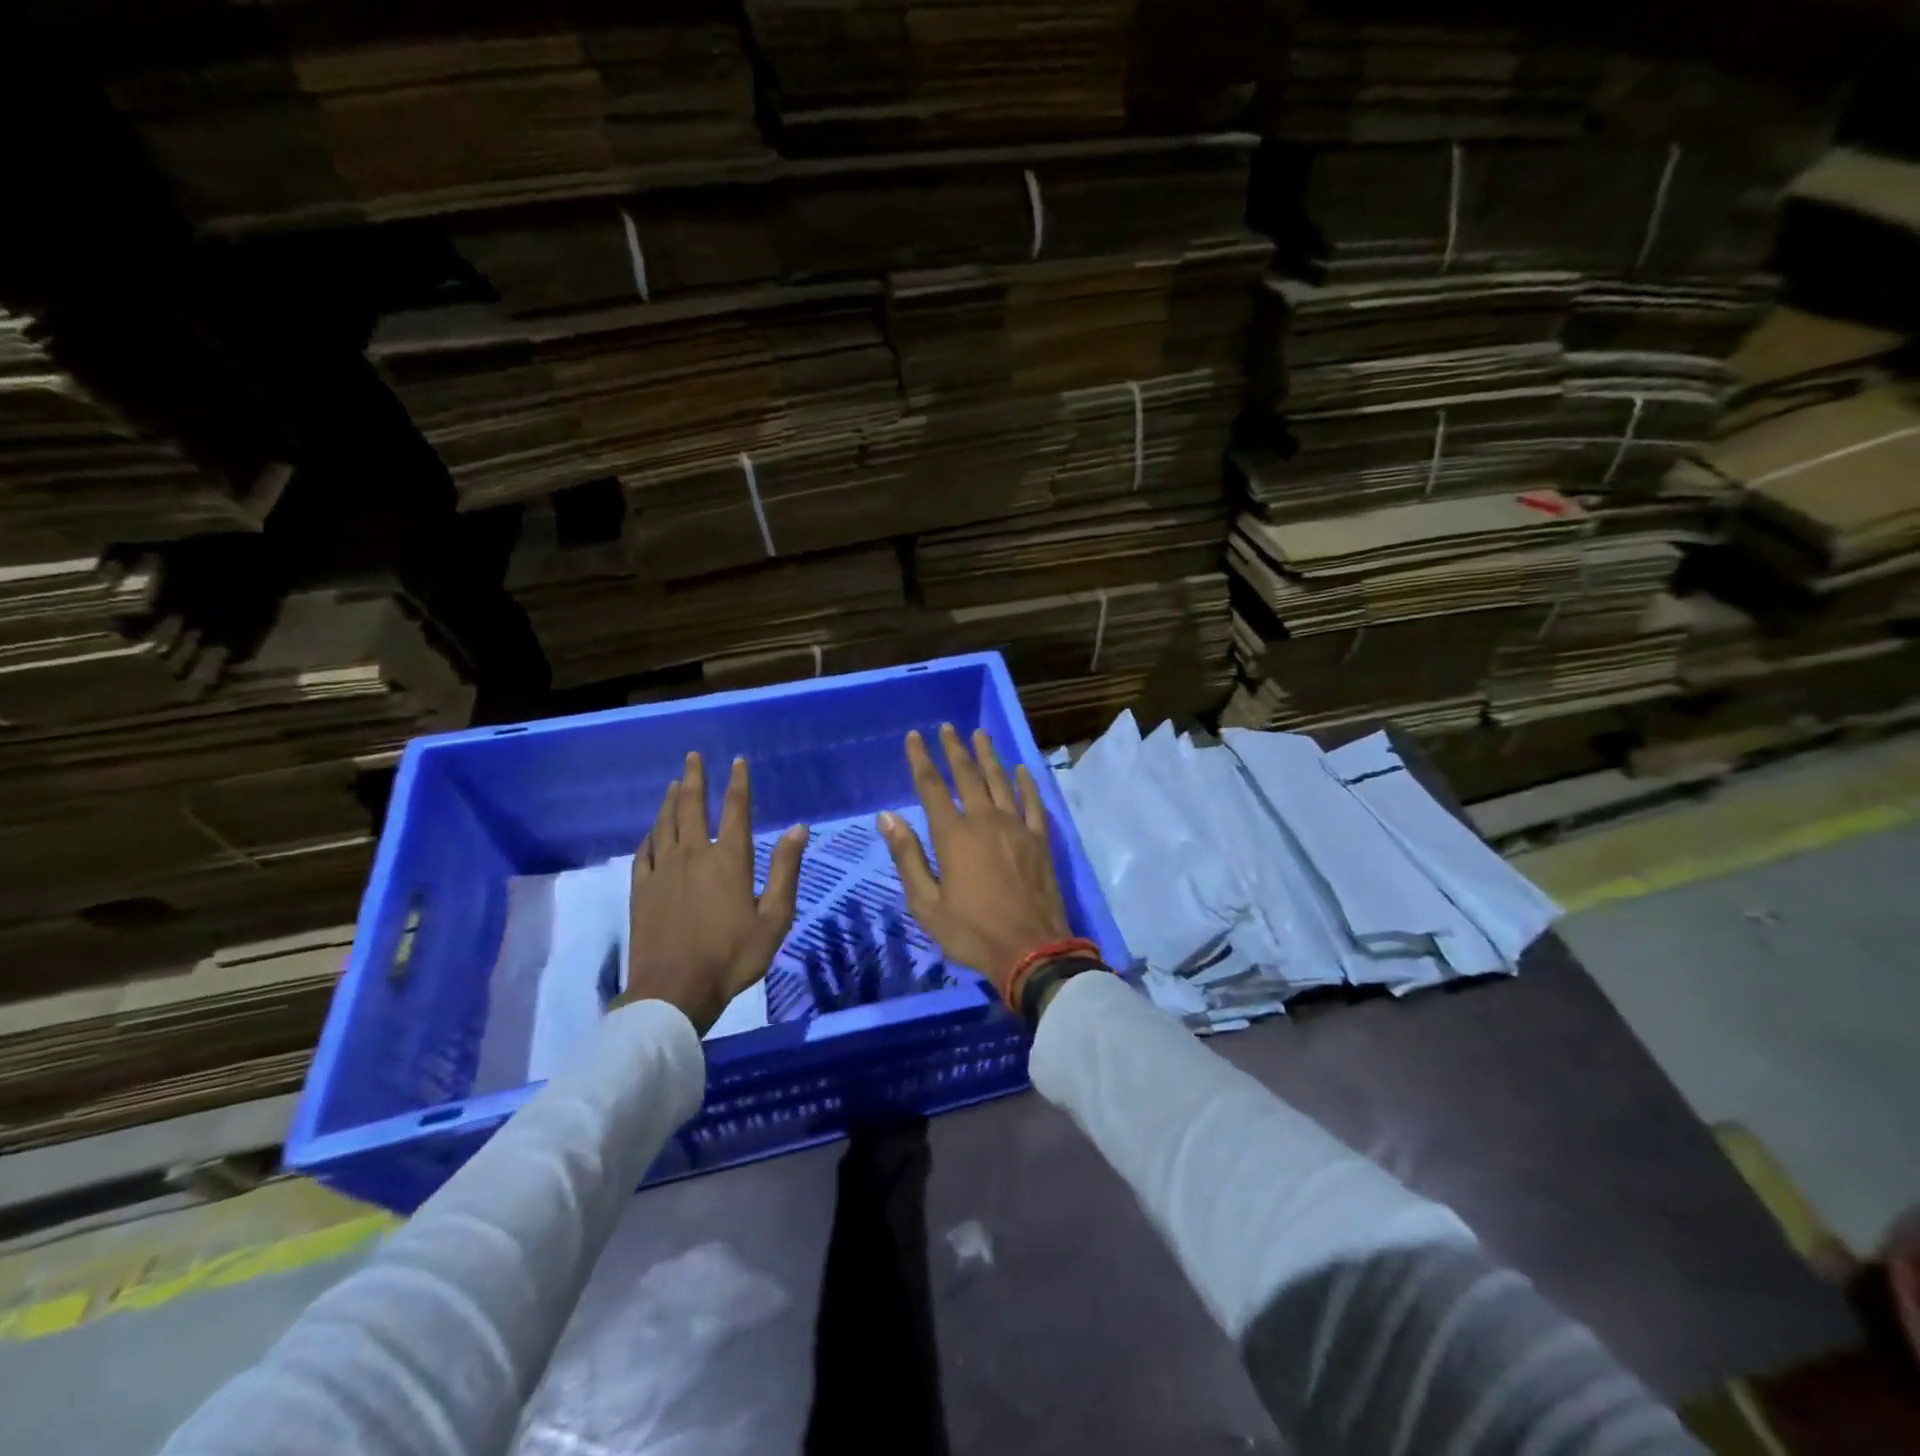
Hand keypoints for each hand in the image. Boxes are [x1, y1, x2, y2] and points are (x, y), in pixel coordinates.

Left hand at [619, 751, 808, 1032]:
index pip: (735, 809)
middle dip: (694, 778)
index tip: (737, 761)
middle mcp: (693, 854)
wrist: (673, 991)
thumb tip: (797, 828)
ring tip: (674, 784)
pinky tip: (652, 831)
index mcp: (728, 858)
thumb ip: (785, 870)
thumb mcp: (774, 917)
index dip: (738, 782)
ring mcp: (662, 871)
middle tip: (693, 757)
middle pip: (691, 806)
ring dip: (671, 800)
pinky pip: (644, 852)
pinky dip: (650, 835)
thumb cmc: (732, 956)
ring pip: (665, 824)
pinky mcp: (641, 890)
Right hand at [877, 724, 1070, 998]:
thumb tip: (887, 816)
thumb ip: (907, 856)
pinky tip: (1021, 769)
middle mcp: (985, 821)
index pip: (931, 787)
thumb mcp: (926, 903)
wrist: (1031, 951)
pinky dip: (1026, 782)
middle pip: (968, 775)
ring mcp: (1017, 827)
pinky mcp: (1040, 840)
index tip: (914, 737)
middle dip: (955, 749)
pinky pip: (1033, 802)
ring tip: (980, 734)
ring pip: (1000, 781)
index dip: (921, 759)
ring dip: (988, 756)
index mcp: (954, 836)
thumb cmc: (972, 932)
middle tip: (947, 727)